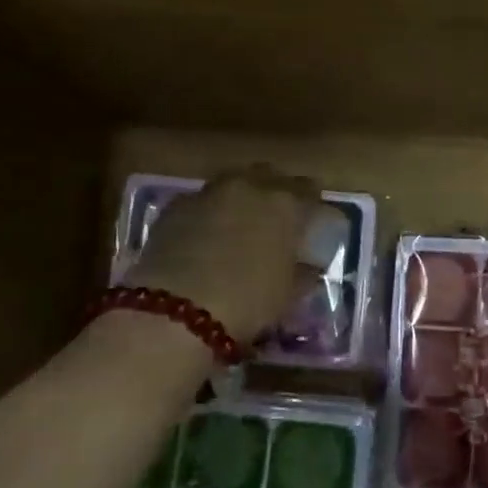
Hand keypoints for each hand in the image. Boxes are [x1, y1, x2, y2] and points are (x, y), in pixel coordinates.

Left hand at [126, 166, 321, 345]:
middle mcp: (249, 186)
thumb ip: (303, 272)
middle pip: (268, 176)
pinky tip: (204, 238)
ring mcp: (209, 193)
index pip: (309, 190)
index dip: (312, 204)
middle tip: (274, 218)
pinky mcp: (175, 207)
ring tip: (237, 226)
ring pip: (232, 184)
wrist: (175, 311)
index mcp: (285, 204)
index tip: (312, 220)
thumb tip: (308, 265)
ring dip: (239, 199)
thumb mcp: (288, 294)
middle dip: (274, 192)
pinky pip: (201, 202)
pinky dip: (208, 214)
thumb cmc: (247, 302)